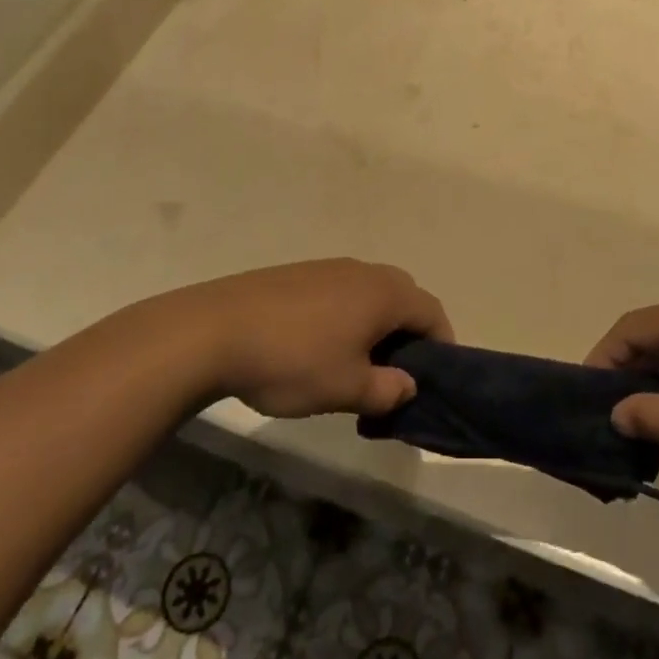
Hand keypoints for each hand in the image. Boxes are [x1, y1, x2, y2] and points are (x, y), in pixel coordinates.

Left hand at [176, 259, 452, 419]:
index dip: (442, 344)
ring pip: (369, 293)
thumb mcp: (347, 389)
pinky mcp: (298, 273)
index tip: (435, 376)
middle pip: (403, 296)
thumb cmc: (293, 361)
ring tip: (355, 363)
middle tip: (395, 372)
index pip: (431, 312)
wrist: (216, 329)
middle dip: (408, 332)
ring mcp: (328, 268)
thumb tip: (408, 385)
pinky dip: (346, 315)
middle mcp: (363, 271)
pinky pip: (339, 292)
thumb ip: (387, 391)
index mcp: (384, 294)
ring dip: (375, 324)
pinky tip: (318, 346)